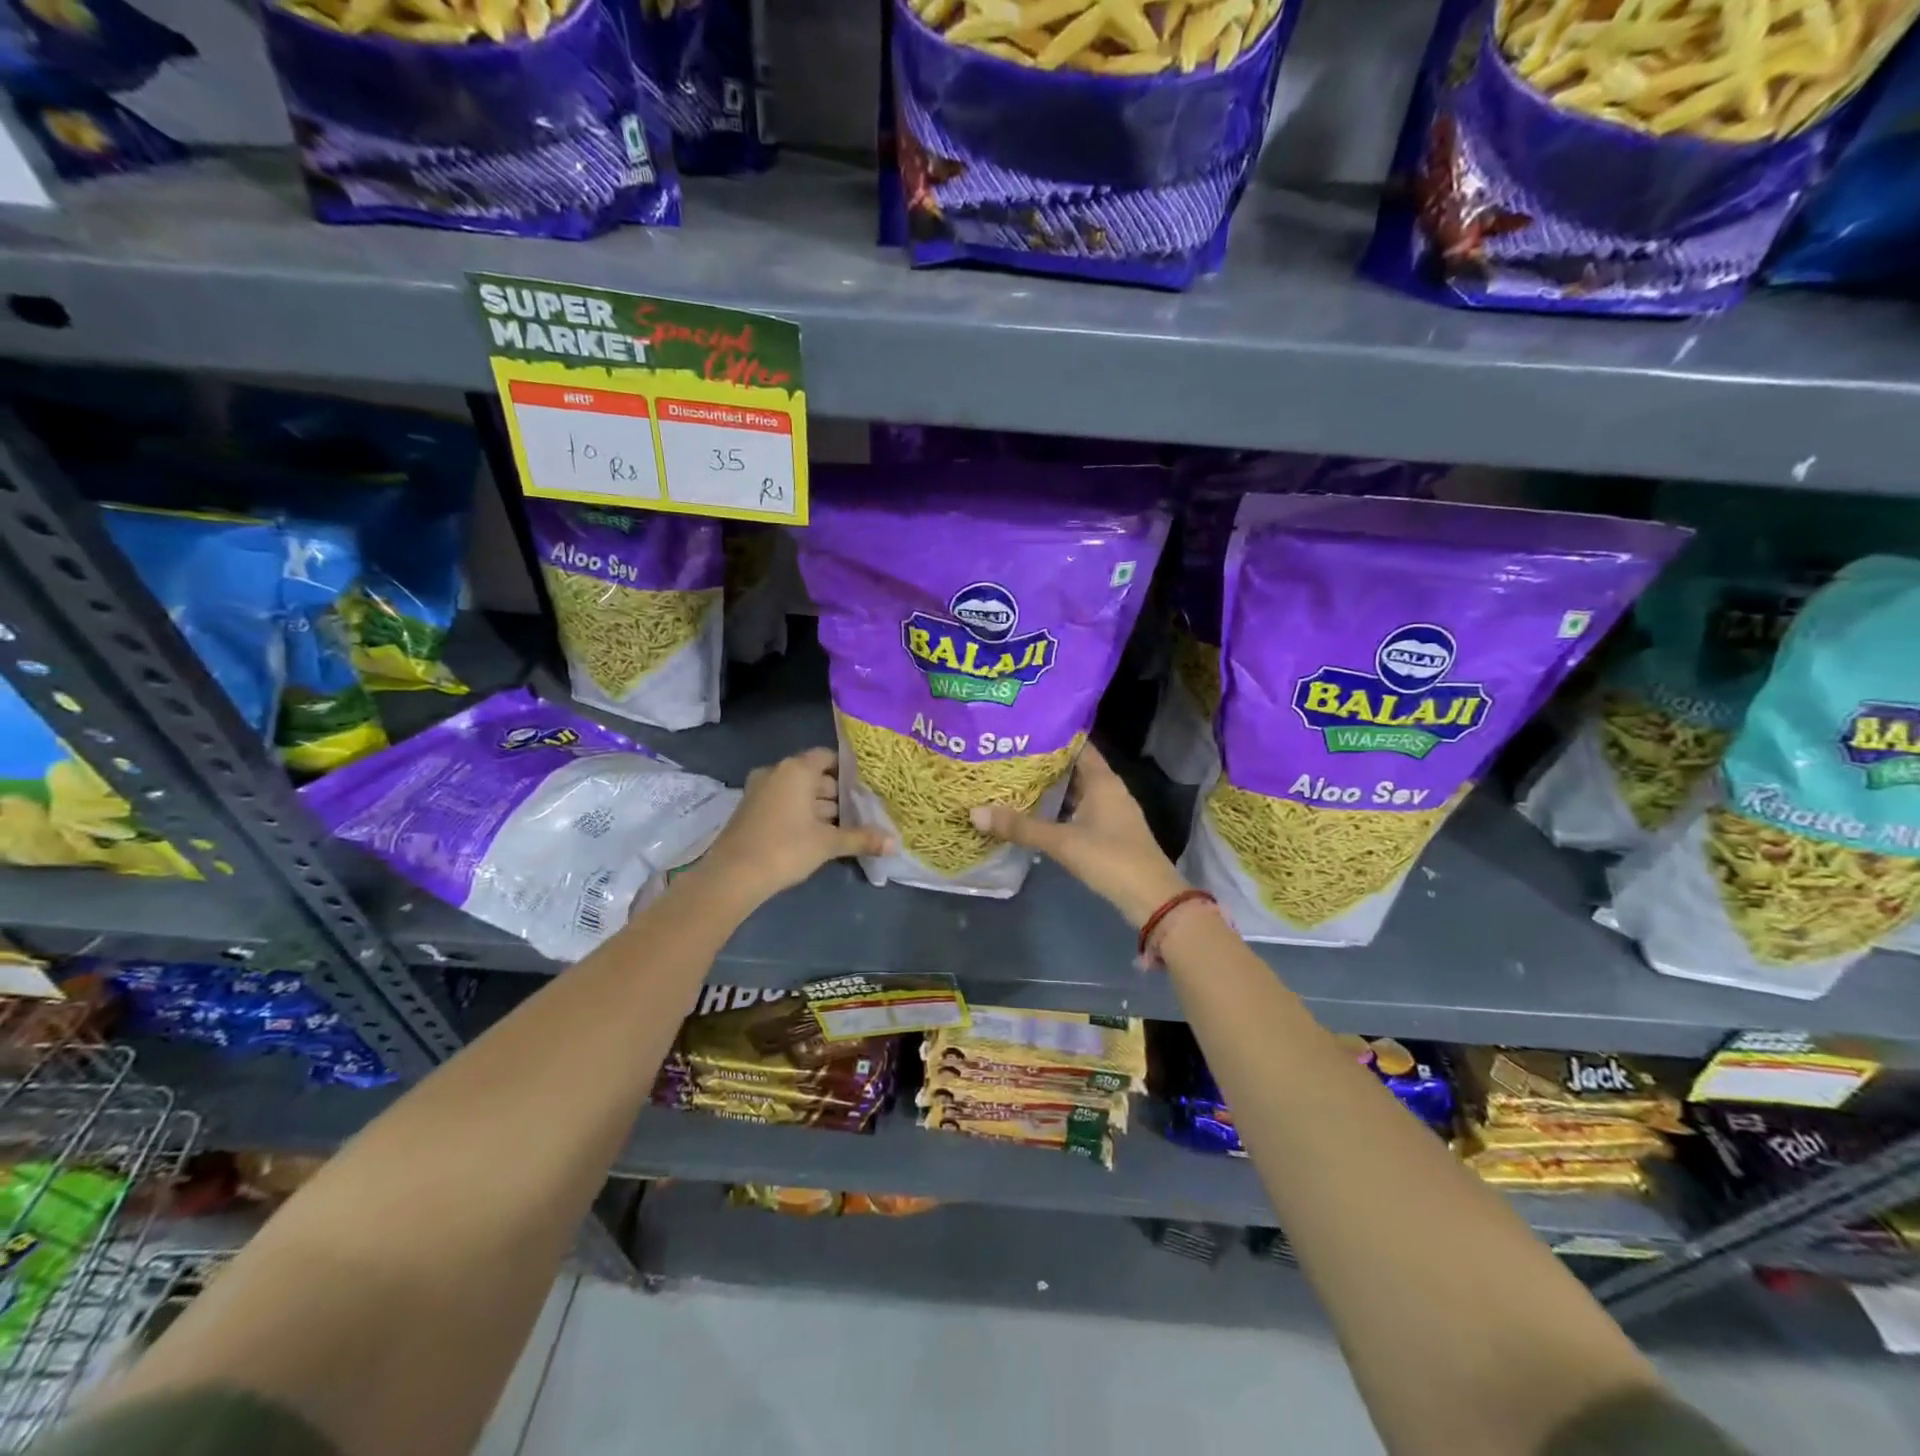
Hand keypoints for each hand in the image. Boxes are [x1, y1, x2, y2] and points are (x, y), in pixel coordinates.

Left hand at [699, 747, 891, 905]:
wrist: (733, 876)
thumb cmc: (785, 848)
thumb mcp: (828, 844)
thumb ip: (861, 838)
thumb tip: (895, 844)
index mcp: (796, 769)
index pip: (828, 757)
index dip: (848, 770)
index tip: (866, 786)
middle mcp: (776, 772)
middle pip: (814, 776)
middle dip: (836, 794)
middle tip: (861, 811)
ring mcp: (760, 790)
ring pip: (798, 792)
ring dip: (818, 807)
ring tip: (844, 826)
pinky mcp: (750, 810)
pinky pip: (783, 803)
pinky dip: (800, 814)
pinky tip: (818, 835)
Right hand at [970, 743, 1187, 928]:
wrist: (1152, 898)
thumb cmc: (1110, 858)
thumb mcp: (1062, 842)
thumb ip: (1021, 827)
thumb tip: (975, 812)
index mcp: (1103, 780)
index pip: (1078, 745)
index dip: (1053, 736)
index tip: (1022, 731)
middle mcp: (1109, 790)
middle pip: (1074, 767)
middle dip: (1045, 763)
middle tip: (1009, 756)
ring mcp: (1111, 812)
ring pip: (1077, 790)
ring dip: (1051, 788)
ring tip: (1015, 781)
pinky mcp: (1109, 833)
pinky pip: (1079, 810)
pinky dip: (1060, 808)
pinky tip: (1036, 813)